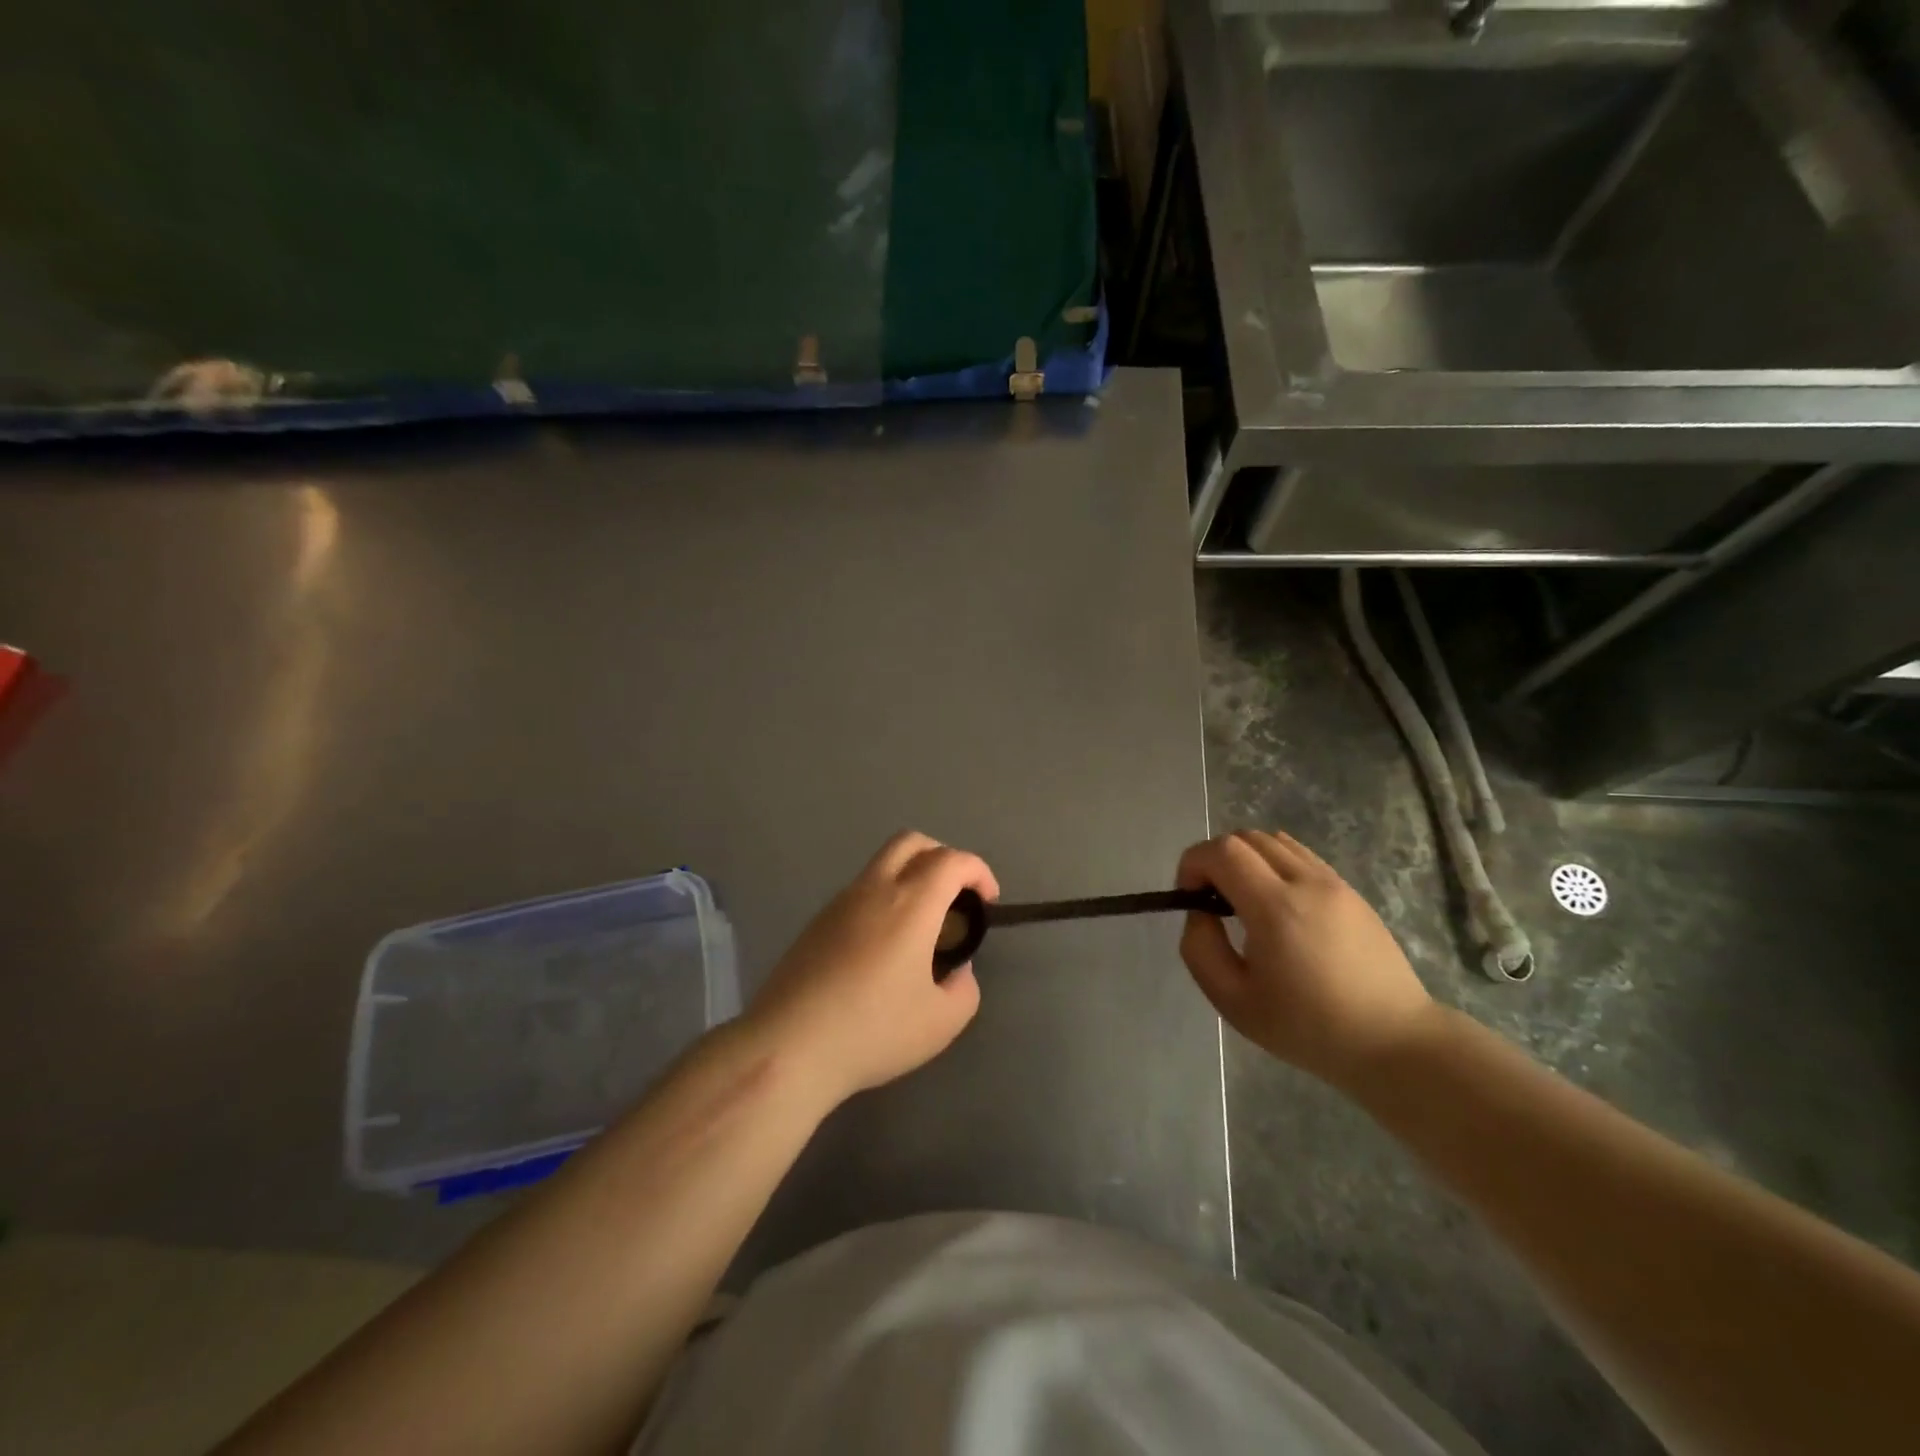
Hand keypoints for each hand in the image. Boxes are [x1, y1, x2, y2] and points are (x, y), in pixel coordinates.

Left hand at [746, 831, 998, 1107]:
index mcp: (911, 903)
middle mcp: (874, 889)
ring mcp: (839, 902)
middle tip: (955, 897)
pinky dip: (884, 899)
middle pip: (912, 842)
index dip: (978, 872)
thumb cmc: (873, 1031)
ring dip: (910, 877)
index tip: (988, 902)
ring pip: (882, 864)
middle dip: (943, 857)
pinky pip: (860, 892)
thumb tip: (956, 969)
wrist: (789, 1046)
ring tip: (921, 926)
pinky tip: (883, 948)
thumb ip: (964, 988)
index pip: (952, 860)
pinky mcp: (816, 923)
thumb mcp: (941, 1022)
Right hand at [1177, 830, 1438, 1090]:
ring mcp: (1334, 883)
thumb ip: (1200, 949)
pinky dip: (1275, 865)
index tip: (1189, 896)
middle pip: (1246, 837)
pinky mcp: (1351, 892)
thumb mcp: (1233, 1001)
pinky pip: (1301, 856)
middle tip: (1212, 900)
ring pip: (1275, 841)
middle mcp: (1306, 881)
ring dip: (1246, 859)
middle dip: (1216, 859)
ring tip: (1244, 901)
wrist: (1393, 1042)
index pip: (1222, 851)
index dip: (1193, 863)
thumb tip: (1199, 913)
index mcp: (1275, 907)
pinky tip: (1278, 907)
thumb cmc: (1308, 1028)